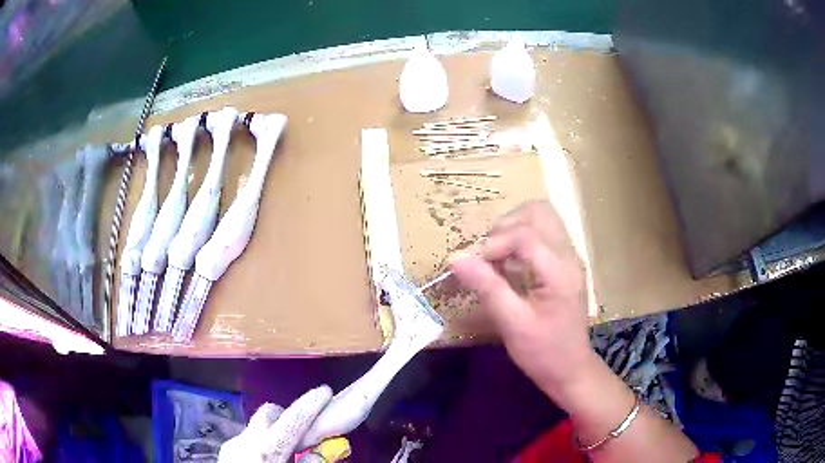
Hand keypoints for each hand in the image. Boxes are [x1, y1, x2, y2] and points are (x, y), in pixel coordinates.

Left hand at [219, 386, 331, 462]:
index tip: (325, 391)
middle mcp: (245, 441)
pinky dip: (263, 442)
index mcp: (265, 451)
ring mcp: (232, 445)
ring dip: (275, 432)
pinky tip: (267, 461)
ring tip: (287, 452)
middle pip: (269, 413)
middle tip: (305, 430)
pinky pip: (249, 439)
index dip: (310, 404)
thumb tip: (318, 454)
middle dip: (288, 415)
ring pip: (258, 427)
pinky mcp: (226, 451)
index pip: (291, 420)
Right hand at [451, 202, 699, 460]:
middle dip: (505, 224)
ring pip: (544, 218)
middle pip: (537, 212)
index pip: (522, 233)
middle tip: (486, 253)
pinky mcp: (567, 267)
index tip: (468, 264)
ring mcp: (570, 259)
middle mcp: (568, 256)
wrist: (574, 370)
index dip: (491, 244)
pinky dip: (524, 238)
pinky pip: (545, 235)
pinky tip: (512, 261)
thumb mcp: (513, 325)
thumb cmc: (547, 355)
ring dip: (515, 227)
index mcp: (557, 270)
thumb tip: (459, 259)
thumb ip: (489, 288)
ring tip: (496, 254)